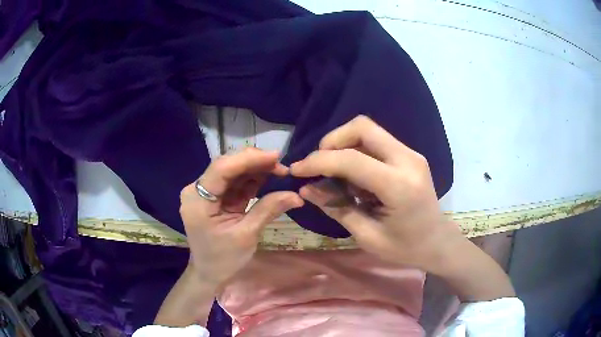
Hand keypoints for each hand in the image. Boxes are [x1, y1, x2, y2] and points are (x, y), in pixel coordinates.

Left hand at [179, 148, 303, 285]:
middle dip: (254, 163)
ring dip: (256, 169)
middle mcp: (197, 190)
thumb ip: (268, 210)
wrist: (209, 273)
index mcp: (197, 200)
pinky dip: (252, 180)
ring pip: (232, 172)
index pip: (221, 169)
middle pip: (226, 166)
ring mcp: (205, 193)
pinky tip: (269, 178)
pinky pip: (234, 183)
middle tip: (282, 166)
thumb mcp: (246, 235)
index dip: (248, 159)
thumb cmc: (223, 259)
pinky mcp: (215, 197)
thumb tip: (297, 196)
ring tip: (280, 171)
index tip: (276, 156)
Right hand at [290, 116, 454, 270]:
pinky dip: (357, 150)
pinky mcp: (409, 154)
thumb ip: (337, 208)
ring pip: (368, 130)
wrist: (437, 241)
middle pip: (362, 127)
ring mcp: (411, 154)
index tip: (297, 170)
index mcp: (399, 186)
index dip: (318, 161)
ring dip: (343, 144)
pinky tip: (354, 174)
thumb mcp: (367, 236)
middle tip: (319, 166)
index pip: (352, 160)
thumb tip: (306, 189)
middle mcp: (407, 160)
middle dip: (332, 141)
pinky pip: (376, 140)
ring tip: (335, 172)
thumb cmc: (405, 247)